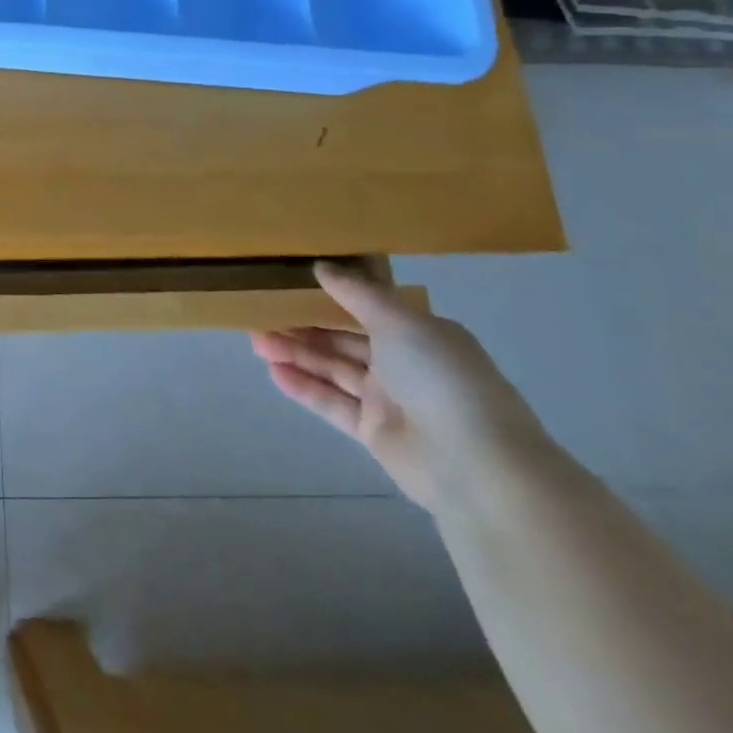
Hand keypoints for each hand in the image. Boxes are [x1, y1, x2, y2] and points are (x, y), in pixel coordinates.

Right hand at [252, 263, 550, 510]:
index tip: (287, 286)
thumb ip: (356, 293)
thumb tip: (321, 266)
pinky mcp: (375, 433)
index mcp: (419, 334)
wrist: (476, 466)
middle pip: (343, 340)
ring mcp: (389, 400)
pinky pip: (332, 403)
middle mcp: (405, 364)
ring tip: (256, 341)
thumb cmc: (440, 378)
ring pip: (333, 369)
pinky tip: (273, 372)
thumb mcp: (399, 321)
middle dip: (302, 327)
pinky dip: (304, 387)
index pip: (365, 309)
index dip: (327, 297)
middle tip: (258, 314)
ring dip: (296, 354)